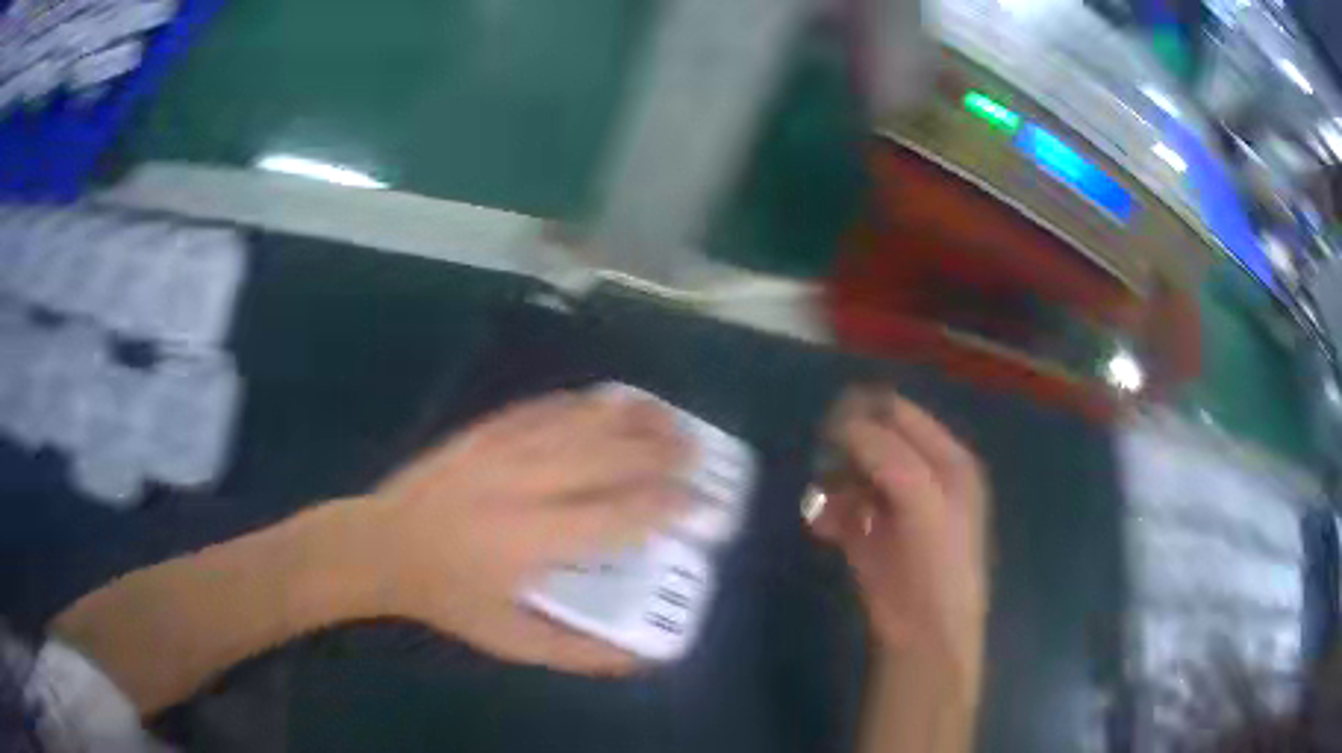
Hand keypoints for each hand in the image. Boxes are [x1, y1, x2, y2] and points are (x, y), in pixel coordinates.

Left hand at [369, 388, 690, 673]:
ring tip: (671, 420)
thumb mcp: (511, 641)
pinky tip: (612, 402)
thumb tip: (642, 656)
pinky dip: (587, 403)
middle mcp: (525, 484)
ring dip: (634, 419)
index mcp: (534, 540)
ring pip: (582, 421)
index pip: (621, 515)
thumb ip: (579, 652)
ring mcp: (503, 448)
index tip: (704, 506)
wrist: (381, 544)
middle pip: (610, 456)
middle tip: (699, 457)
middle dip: (664, 453)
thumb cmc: (449, 597)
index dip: (670, 506)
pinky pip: (547, 407)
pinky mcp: (486, 429)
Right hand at [810, 388, 988, 656]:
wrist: (925, 632)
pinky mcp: (871, 535)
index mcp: (947, 458)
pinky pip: (843, 509)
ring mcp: (895, 506)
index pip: (900, 415)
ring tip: (822, 502)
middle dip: (845, 450)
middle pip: (873, 441)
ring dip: (833, 483)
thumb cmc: (938, 561)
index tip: (829, 426)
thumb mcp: (923, 499)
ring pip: (853, 474)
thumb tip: (845, 423)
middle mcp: (922, 476)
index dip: (865, 414)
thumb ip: (889, 456)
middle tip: (824, 464)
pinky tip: (822, 528)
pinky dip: (829, 513)